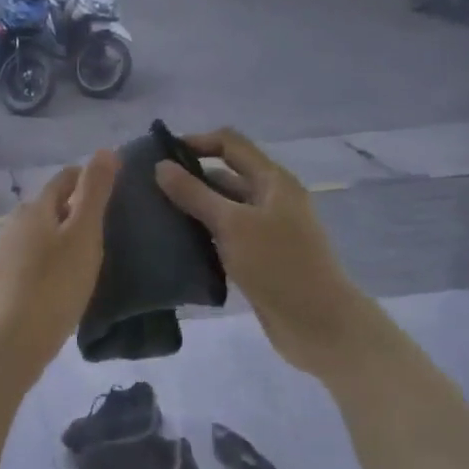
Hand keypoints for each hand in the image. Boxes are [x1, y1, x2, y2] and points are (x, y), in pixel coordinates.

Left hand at [0, 150, 119, 378]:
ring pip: (41, 233)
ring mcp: (5, 253)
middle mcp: (14, 223)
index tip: (117, 191)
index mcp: (34, 207)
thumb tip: (105, 149)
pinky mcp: (4, 282)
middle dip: (77, 208)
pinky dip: (53, 260)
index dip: (90, 178)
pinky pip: (34, 258)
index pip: (65, 178)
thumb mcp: (83, 234)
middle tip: (110, 226)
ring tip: (93, 255)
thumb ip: (95, 192)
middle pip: (51, 205)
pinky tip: (67, 280)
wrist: (10, 343)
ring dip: (64, 237)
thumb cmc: (53, 285)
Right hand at [153, 127, 358, 371]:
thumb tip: (160, 166)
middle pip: (225, 175)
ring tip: (154, 216)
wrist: (320, 325)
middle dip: (189, 178)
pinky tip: (176, 244)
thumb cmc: (279, 265)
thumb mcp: (232, 224)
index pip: (230, 143)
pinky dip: (203, 234)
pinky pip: (225, 235)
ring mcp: (266, 229)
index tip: (159, 156)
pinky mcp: (259, 257)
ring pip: (223, 208)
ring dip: (193, 209)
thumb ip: (194, 194)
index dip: (196, 142)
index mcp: (272, 180)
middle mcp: (270, 198)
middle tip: (147, 190)